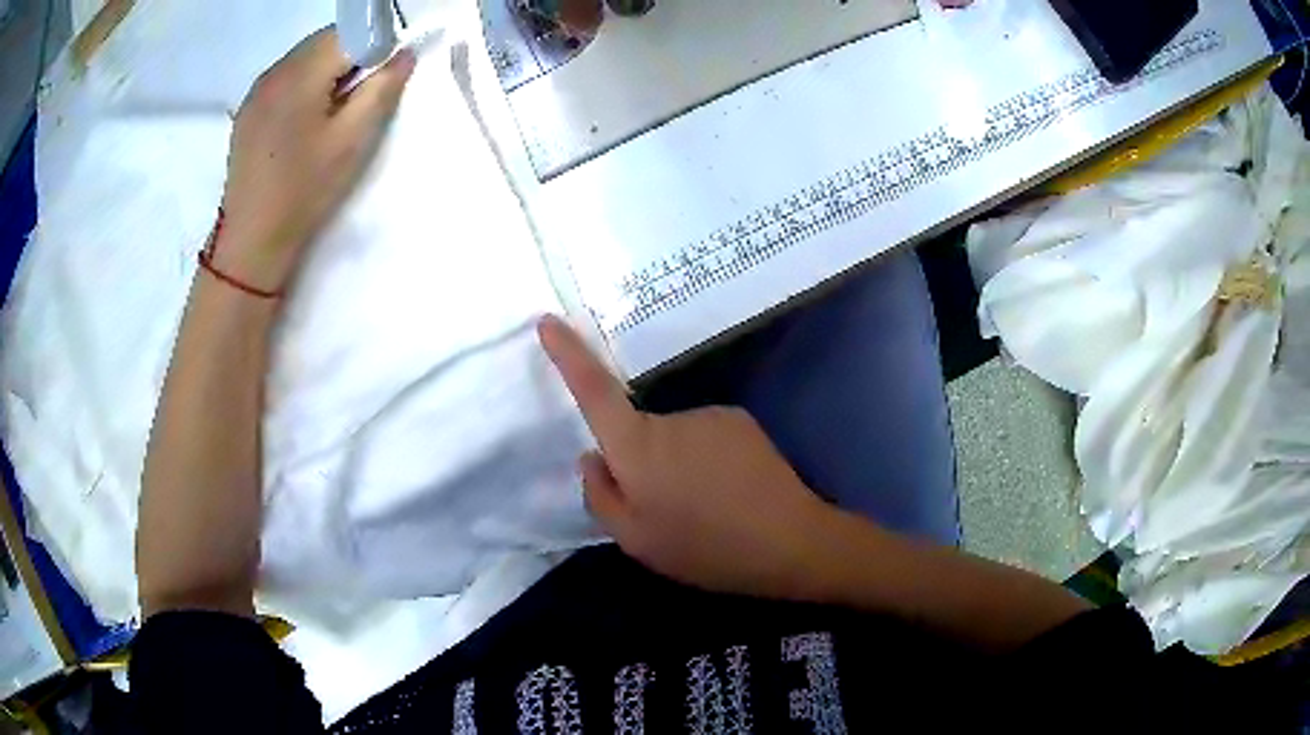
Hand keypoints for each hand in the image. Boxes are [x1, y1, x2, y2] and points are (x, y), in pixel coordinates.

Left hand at [215, 27, 416, 291]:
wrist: (252, 240)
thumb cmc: (305, 191)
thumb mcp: (353, 140)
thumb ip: (382, 89)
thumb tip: (403, 54)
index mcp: (300, 74)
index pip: (350, 32)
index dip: (375, 46)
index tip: (381, 77)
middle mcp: (275, 71)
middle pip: (326, 39)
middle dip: (351, 55)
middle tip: (358, 98)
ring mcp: (257, 89)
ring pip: (305, 56)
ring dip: (327, 69)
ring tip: (331, 112)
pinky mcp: (248, 108)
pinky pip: (286, 76)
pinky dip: (305, 83)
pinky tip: (304, 120)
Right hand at [539, 315, 836, 598]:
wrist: (789, 541)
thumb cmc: (704, 548)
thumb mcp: (636, 541)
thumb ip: (601, 496)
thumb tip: (593, 457)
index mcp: (637, 448)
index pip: (593, 392)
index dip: (568, 355)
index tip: (548, 321)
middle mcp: (671, 418)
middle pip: (639, 433)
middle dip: (642, 465)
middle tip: (668, 513)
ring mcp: (710, 414)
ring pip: (675, 439)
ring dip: (679, 467)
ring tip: (706, 509)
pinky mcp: (741, 421)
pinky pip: (706, 438)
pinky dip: (708, 462)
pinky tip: (731, 495)